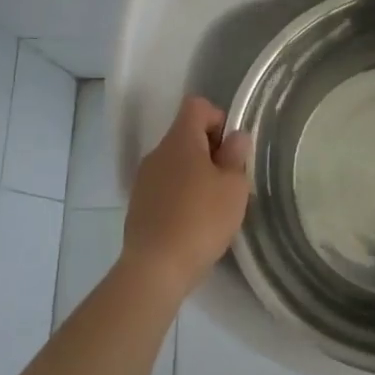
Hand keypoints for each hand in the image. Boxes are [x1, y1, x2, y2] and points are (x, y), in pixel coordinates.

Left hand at [120, 97, 252, 298]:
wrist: (156, 268)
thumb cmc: (201, 220)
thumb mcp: (233, 187)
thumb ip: (236, 156)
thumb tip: (234, 137)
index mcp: (180, 141)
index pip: (196, 106)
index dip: (218, 118)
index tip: (231, 149)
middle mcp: (157, 152)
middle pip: (186, 134)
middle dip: (210, 150)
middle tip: (229, 180)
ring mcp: (144, 179)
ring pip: (176, 162)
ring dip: (196, 173)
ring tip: (213, 204)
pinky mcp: (138, 204)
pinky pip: (165, 185)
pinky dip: (181, 193)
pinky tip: (193, 221)